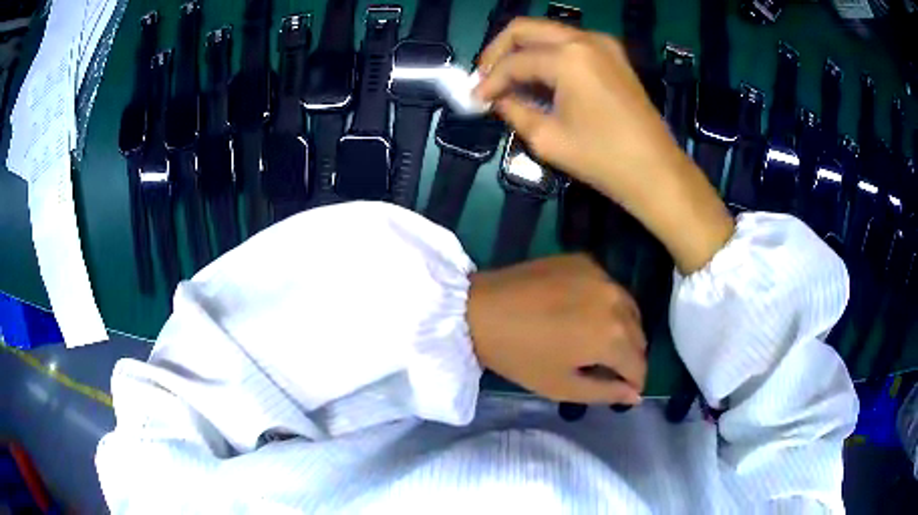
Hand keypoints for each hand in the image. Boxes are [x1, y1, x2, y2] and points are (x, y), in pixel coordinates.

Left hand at [467, 254, 646, 403]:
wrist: (480, 309)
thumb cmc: (520, 356)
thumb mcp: (562, 386)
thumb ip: (605, 392)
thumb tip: (635, 395)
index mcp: (613, 336)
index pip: (639, 365)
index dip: (634, 383)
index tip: (623, 391)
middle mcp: (617, 301)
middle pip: (639, 336)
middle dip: (630, 357)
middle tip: (610, 369)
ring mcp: (602, 275)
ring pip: (629, 309)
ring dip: (624, 329)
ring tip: (601, 342)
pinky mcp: (585, 260)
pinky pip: (610, 286)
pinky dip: (608, 303)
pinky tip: (587, 312)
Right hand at [475, 19, 733, 273]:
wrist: (656, 171)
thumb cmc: (603, 159)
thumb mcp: (548, 138)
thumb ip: (514, 110)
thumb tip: (496, 99)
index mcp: (568, 57)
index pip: (514, 61)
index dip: (489, 81)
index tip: (476, 99)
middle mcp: (584, 39)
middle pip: (526, 28)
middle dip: (499, 51)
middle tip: (485, 77)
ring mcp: (603, 44)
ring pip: (548, 33)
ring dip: (523, 51)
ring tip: (508, 80)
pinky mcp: (613, 55)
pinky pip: (569, 44)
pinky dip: (548, 55)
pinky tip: (539, 78)